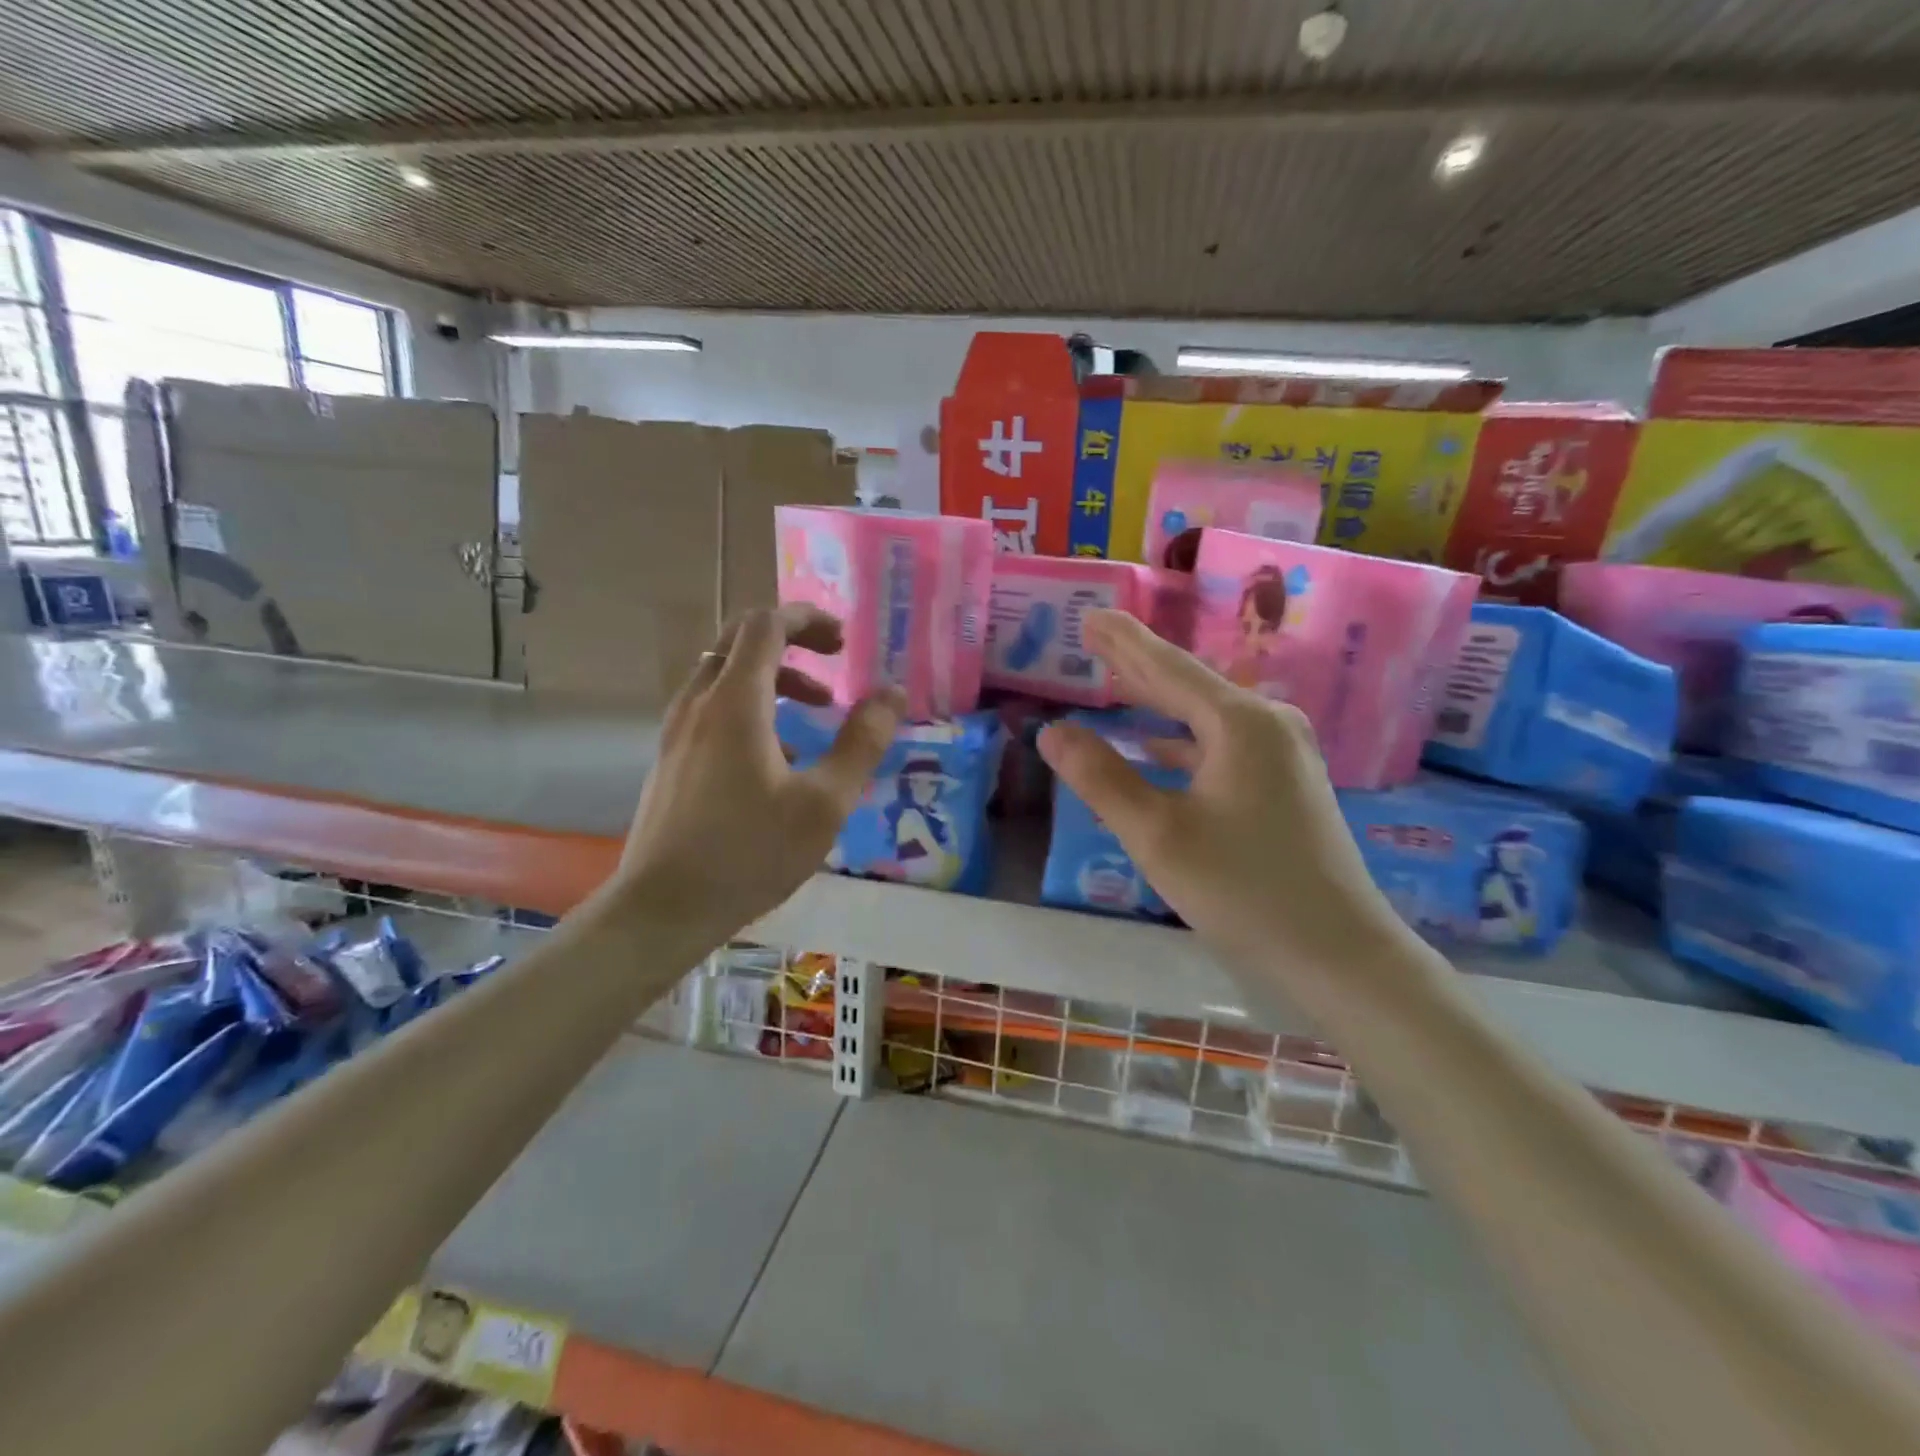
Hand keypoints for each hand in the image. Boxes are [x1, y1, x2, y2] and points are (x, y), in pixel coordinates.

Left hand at [618, 605, 902, 939]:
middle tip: (832, 662)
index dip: (808, 619)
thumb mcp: (824, 802)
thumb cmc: (750, 854)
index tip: (844, 641)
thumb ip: (861, 742)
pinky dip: (750, 707)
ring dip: (773, 677)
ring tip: (815, 711)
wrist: (663, 908)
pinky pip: (712, 708)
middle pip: (739, 640)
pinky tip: (778, 756)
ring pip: (724, 675)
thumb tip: (892, 694)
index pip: (766, 625)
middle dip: (791, 640)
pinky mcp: (671, 758)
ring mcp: (677, 731)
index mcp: (735, 702)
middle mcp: (699, 703)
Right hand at [1037, 610, 1415, 994]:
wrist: (1341, 955)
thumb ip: (1102, 778)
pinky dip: (1183, 740)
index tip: (1090, 615)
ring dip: (1159, 702)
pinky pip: (1222, 745)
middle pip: (1188, 685)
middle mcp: (1267, 724)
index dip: (1123, 641)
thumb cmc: (1244, 891)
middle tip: (1096, 636)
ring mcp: (1284, 754)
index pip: (1166, 668)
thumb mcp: (1158, 835)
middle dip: (1138, 663)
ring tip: (1118, 683)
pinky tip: (1159, 746)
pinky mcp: (1287, 784)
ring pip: (1205, 716)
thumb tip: (1051, 731)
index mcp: (1239, 723)